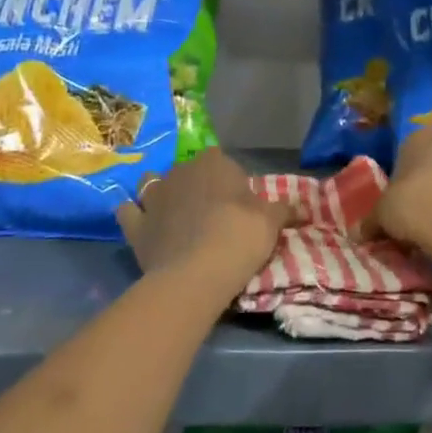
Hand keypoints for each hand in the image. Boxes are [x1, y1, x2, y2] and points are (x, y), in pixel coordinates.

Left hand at [116, 149, 295, 304]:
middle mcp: (180, 171)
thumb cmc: (239, 237)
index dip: (227, 178)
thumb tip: (303, 207)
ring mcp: (153, 196)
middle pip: (186, 171)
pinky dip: (133, 215)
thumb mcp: (271, 222)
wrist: (197, 273)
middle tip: (209, 213)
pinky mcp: (135, 225)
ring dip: (159, 194)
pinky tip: (141, 225)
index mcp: (213, 163)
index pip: (219, 159)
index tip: (236, 201)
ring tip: (172, 215)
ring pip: (151, 183)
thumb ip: (284, 210)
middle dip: (194, 185)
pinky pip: (128, 212)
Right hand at [374, 128, 431, 267]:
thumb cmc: (420, 210)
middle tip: (408, 219)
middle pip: (426, 167)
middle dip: (418, 190)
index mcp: (420, 137)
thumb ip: (370, 220)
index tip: (391, 206)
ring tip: (429, 233)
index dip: (394, 182)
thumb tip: (361, 233)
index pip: (400, 154)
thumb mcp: (382, 215)